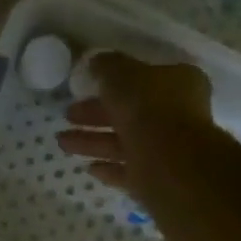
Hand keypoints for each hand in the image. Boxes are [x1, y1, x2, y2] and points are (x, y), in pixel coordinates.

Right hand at [57, 52, 215, 209]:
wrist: (170, 164)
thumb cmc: (148, 109)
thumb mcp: (122, 74)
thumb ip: (107, 66)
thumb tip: (97, 62)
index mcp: (178, 83)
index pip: (144, 78)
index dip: (114, 81)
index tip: (88, 86)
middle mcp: (176, 115)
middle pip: (130, 112)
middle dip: (95, 115)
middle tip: (67, 115)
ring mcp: (167, 149)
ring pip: (124, 143)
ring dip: (92, 142)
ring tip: (62, 142)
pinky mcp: (157, 179)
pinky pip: (128, 171)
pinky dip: (108, 168)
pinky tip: (88, 168)